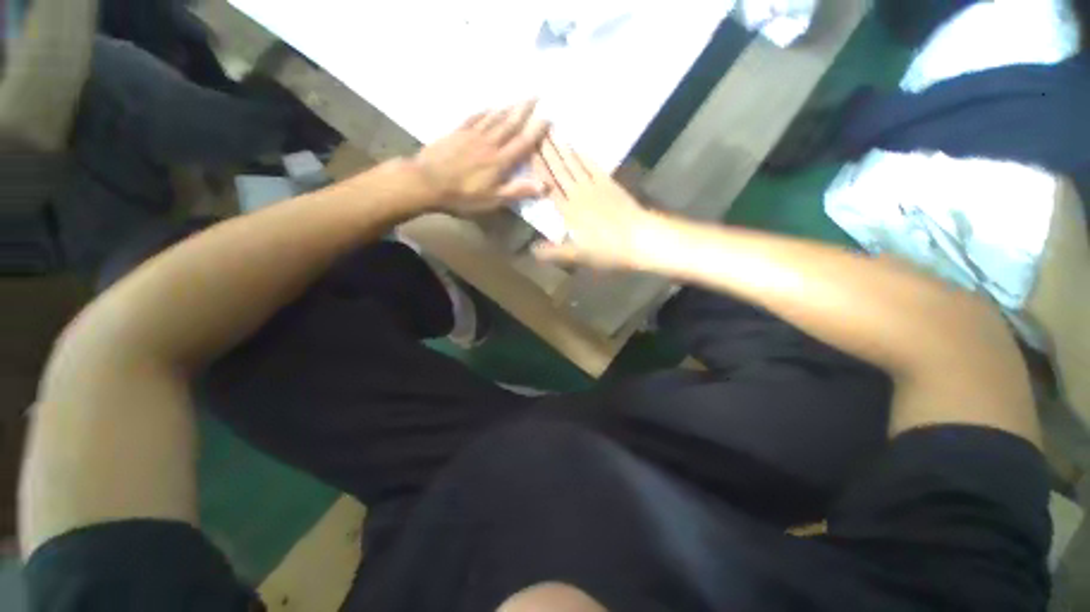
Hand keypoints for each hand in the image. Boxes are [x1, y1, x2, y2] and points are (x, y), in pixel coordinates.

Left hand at [413, 100, 549, 214]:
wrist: (427, 182)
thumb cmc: (463, 196)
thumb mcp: (493, 199)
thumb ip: (518, 191)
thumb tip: (544, 185)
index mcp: (500, 161)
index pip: (523, 143)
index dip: (536, 131)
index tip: (548, 117)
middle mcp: (489, 144)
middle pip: (510, 124)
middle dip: (524, 110)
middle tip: (536, 95)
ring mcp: (472, 135)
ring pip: (494, 118)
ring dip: (508, 108)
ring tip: (518, 99)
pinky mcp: (457, 133)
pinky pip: (475, 118)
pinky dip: (484, 111)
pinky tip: (489, 107)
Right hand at [531, 136, 662, 269]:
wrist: (641, 238)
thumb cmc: (608, 250)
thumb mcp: (579, 256)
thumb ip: (554, 252)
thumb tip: (531, 250)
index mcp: (569, 212)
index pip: (549, 186)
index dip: (538, 169)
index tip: (528, 150)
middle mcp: (579, 194)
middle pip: (560, 171)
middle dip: (546, 151)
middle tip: (535, 131)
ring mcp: (595, 186)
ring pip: (574, 164)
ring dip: (562, 148)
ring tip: (550, 132)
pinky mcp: (610, 184)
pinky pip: (592, 166)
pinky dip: (583, 155)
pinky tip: (576, 146)